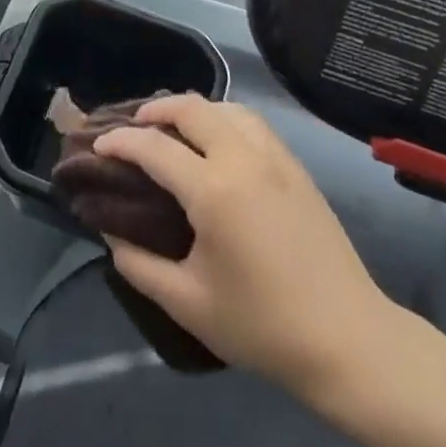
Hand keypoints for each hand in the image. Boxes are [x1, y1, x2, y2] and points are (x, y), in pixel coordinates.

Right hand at [95, 95, 393, 398]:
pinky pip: (252, 122)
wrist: (347, 338)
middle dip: (155, 109)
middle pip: (192, 108)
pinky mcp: (296, 167)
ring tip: (173, 128)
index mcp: (213, 189)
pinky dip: (224, 117)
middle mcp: (243, 158)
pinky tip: (218, 141)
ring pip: (226, 107)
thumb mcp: (188, 304)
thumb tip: (110, 232)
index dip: (120, 141)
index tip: (98, 145)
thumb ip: (139, 265)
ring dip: (193, 109)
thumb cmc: (262, 325)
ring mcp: (275, 157)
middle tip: (132, 127)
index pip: (154, 146)